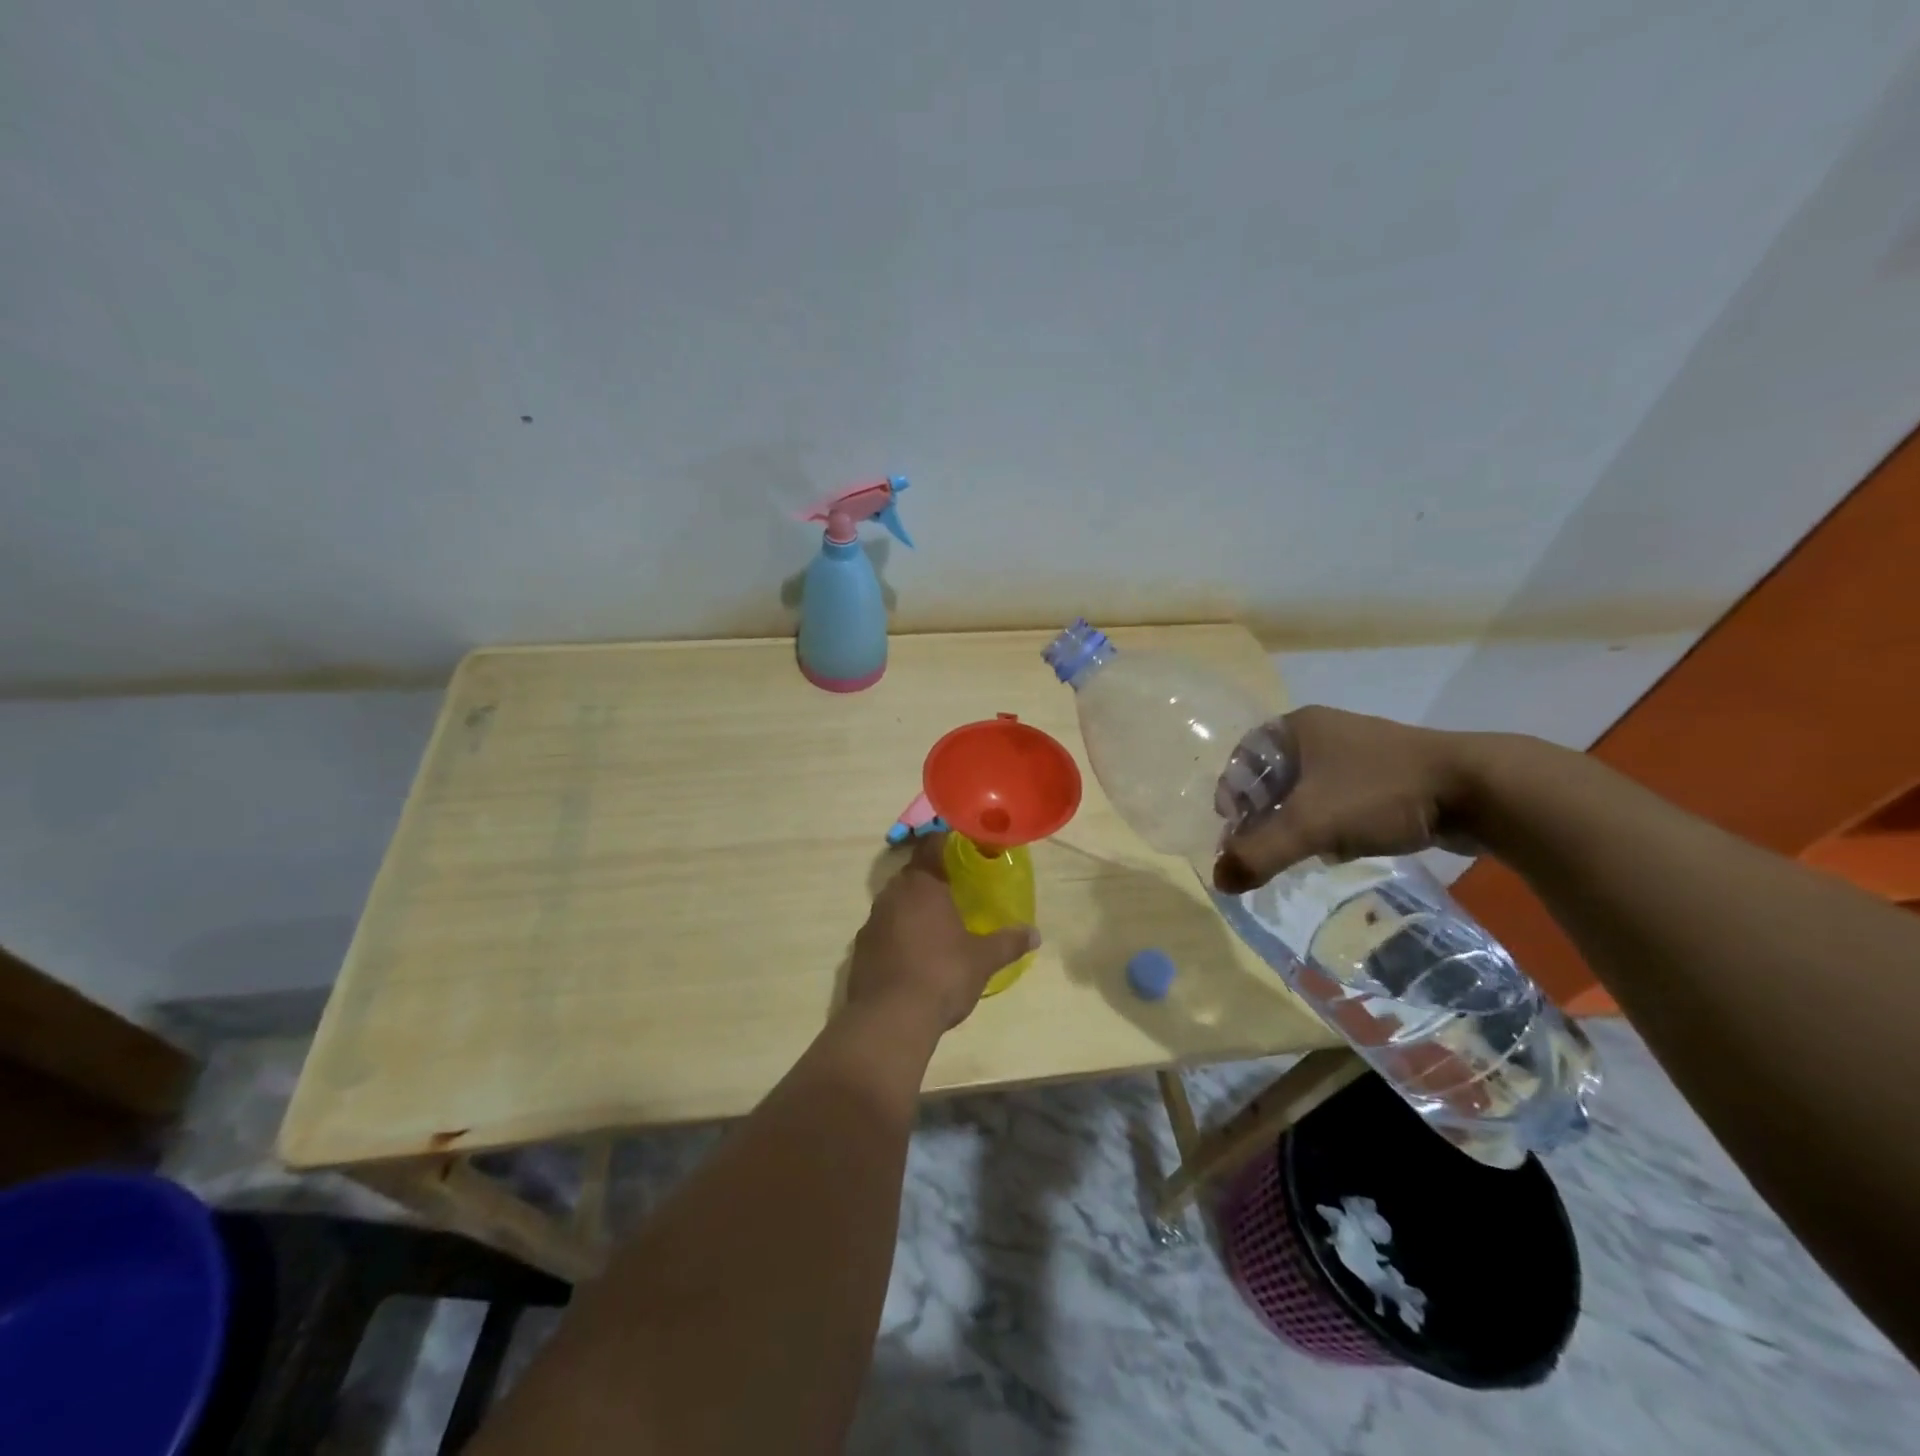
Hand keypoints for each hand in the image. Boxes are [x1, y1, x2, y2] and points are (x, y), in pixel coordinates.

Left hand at [848, 833, 1039, 1033]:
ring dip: (913, 908)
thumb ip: (1008, 942)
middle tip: (956, 889)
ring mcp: (871, 922)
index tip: (961, 848)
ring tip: (937, 924)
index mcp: (921, 884)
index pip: (930, 846)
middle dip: (931, 879)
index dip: (945, 843)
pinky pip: (884, 930)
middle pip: (912, 875)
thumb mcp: (983, 960)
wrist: (889, 1019)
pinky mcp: (860, 949)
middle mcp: (891, 894)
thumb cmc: (941, 975)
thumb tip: (1035, 934)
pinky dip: (898, 934)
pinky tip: (914, 954)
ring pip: (895, 903)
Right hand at [1213, 706, 1486, 892]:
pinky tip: (1336, 848)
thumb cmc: (1380, 793)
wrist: (1480, 790)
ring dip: (1295, 821)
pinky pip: (1340, 798)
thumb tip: (1219, 882)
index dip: (1232, 793)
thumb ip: (1260, 853)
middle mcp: (1325, 732)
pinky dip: (1329, 822)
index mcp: (1298, 727)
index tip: (1234, 828)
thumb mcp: (1310, 825)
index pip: (1243, 757)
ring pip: (1308, 789)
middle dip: (1263, 814)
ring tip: (1294, 851)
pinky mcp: (1388, 775)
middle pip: (1273, 775)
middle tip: (1260, 846)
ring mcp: (1360, 752)